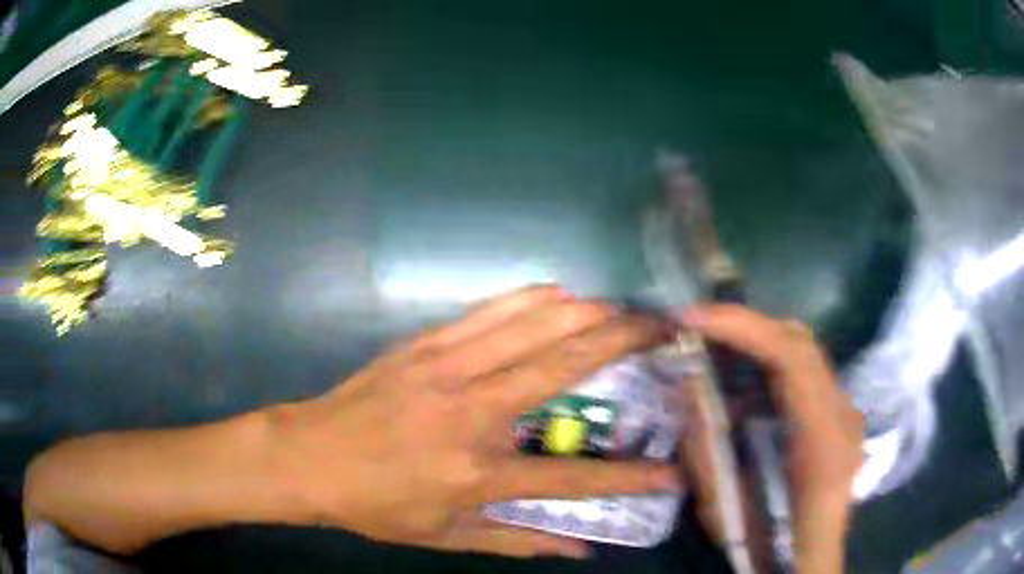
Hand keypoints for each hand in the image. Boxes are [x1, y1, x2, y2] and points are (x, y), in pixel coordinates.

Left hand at [269, 286, 678, 557]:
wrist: (307, 456)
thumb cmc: (374, 504)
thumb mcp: (444, 535)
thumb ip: (517, 542)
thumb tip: (580, 551)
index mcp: (476, 473)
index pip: (571, 478)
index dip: (629, 479)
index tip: (672, 472)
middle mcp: (470, 414)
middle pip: (562, 370)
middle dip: (622, 343)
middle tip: (662, 330)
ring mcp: (446, 369)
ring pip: (530, 326)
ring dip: (584, 312)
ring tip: (622, 308)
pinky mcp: (424, 344)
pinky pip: (488, 312)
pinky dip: (531, 299)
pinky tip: (559, 293)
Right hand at [678, 305, 863, 573]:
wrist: (806, 561)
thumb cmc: (769, 545)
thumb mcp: (725, 508)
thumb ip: (706, 450)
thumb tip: (686, 388)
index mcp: (824, 439)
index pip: (792, 358)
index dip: (743, 328)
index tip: (692, 319)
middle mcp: (843, 413)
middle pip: (800, 342)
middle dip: (745, 327)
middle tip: (696, 330)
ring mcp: (844, 411)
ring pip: (803, 352)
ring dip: (756, 342)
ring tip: (712, 347)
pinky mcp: (836, 414)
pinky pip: (803, 373)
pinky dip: (768, 364)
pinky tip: (742, 378)